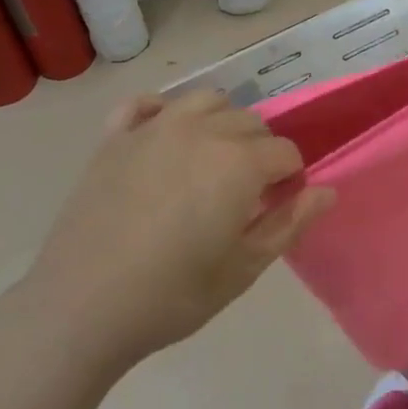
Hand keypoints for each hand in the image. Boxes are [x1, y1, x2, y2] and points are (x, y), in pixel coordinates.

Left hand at [35, 91, 334, 368]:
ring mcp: (153, 128)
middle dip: (260, 152)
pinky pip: (144, 104)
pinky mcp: (114, 138)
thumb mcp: (244, 268)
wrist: (80, 307)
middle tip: (245, 196)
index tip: (278, 208)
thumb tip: (327, 191)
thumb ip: (290, 223)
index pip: (285, 153)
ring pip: (206, 101)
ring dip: (220, 124)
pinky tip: (163, 140)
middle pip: (251, 123)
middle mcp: (201, 131)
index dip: (290, 180)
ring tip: (211, 162)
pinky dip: (162, 112)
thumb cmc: (172, 295)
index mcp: (238, 162)